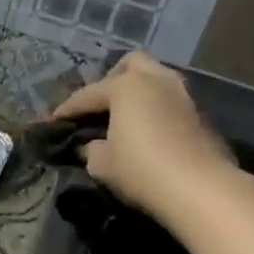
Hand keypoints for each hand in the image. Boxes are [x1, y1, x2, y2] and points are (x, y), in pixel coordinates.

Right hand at [51, 52, 236, 225]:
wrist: (200, 189)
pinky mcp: (200, 115)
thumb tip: (92, 145)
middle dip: (112, 80)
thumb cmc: (141, 170)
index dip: (66, 110)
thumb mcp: (102, 164)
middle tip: (100, 106)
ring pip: (155, 79)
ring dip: (138, 94)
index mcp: (126, 86)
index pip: (87, 95)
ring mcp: (183, 95)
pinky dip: (156, 110)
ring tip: (125, 118)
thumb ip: (91, 149)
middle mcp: (156, 80)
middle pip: (130, 64)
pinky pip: (170, 102)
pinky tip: (148, 133)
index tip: (53, 122)